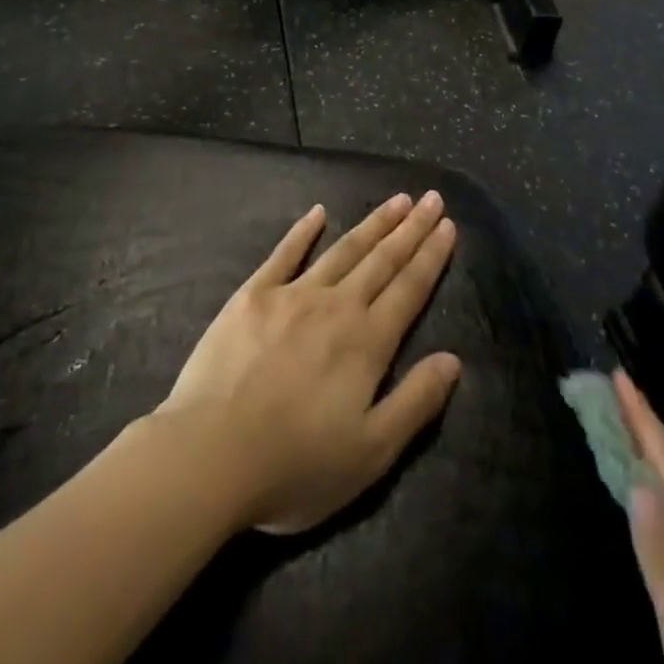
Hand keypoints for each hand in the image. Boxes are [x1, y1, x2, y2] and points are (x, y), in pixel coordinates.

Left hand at [157, 193, 461, 535]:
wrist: (209, 455)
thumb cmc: (295, 465)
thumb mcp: (371, 453)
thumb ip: (415, 402)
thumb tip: (453, 360)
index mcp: (367, 342)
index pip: (409, 289)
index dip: (431, 256)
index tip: (448, 225)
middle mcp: (336, 306)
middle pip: (382, 260)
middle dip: (410, 228)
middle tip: (432, 198)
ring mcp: (292, 295)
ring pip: (343, 250)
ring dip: (372, 223)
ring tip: (395, 200)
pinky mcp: (252, 296)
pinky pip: (284, 254)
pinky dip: (303, 231)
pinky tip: (318, 212)